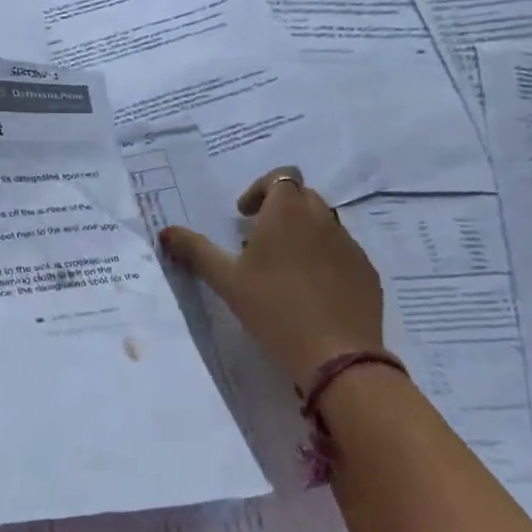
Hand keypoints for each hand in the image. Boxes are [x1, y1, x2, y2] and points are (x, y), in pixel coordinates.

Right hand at [160, 166, 384, 386]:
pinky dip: (324, 258)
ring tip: (284, 267)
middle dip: (280, 209)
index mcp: (287, 212)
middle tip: (259, 240)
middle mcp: (322, 218)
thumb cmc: (274, 308)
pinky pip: (342, 252)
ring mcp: (349, 245)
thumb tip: (165, 232)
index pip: (281, 177)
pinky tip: (312, 291)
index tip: (244, 215)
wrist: (337, 354)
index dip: (261, 189)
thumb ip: (195, 250)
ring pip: (324, 223)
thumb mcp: (226, 280)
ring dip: (303, 232)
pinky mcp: (367, 271)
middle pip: (302, 196)